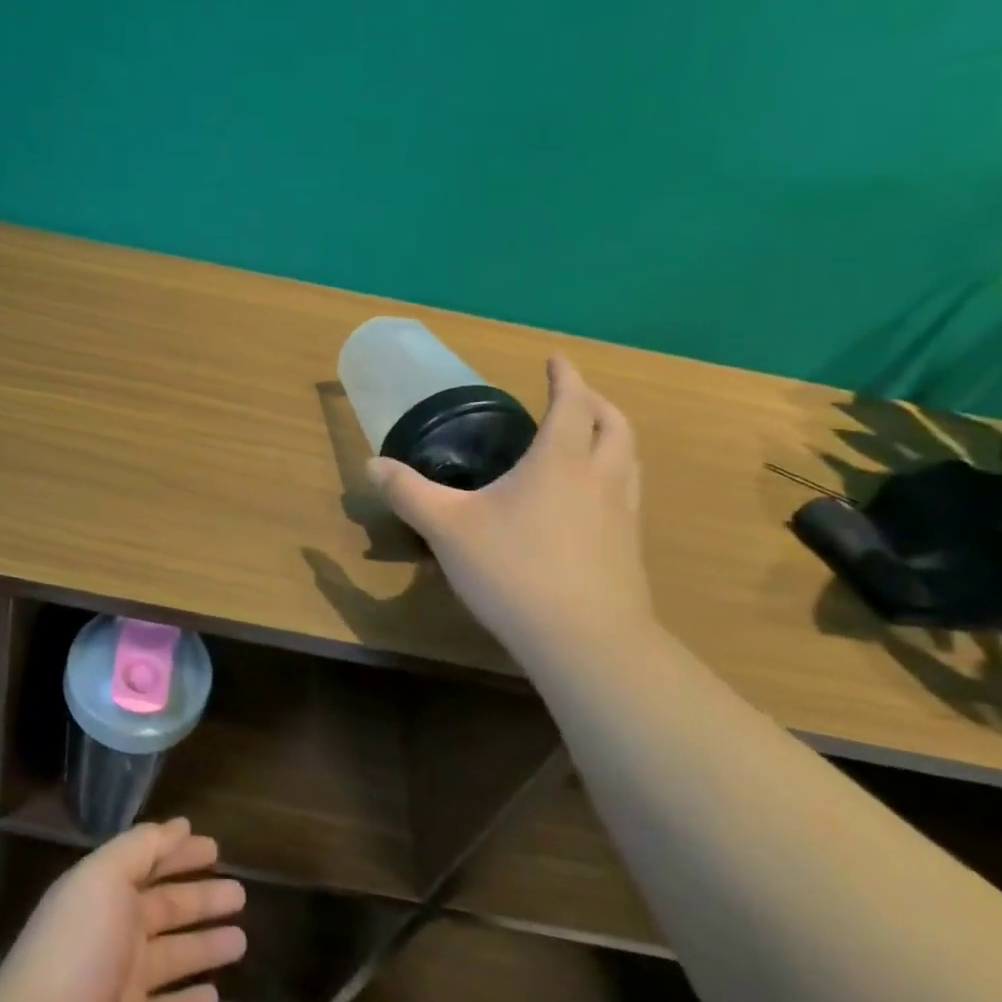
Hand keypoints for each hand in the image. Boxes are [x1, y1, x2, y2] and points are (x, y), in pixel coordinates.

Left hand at [0, 819, 245, 1001]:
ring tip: (241, 940)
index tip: (214, 847)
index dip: (179, 853)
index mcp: (103, 892)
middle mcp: (113, 932)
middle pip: (165, 909)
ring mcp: (120, 985)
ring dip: (204, 946)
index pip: (149, 863)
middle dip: (201, 898)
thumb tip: (178, 825)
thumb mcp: (105, 877)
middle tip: (240, 893)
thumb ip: (141, 847)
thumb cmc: (78, 947)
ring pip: (173, 958)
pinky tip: (215, 996)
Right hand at [367, 355, 653, 654]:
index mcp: (560, 461)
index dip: (566, 377)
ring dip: (612, 439)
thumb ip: (409, 492)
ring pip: (629, 461)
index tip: (556, 359)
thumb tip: (372, 464)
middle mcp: (600, 480)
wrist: (586, 642)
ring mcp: (622, 517)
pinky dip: (613, 478)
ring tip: (590, 441)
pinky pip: (627, 496)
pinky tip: (588, 503)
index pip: (571, 404)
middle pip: (614, 427)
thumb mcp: (447, 527)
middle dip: (596, 403)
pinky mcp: (628, 552)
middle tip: (575, 395)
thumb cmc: (514, 569)